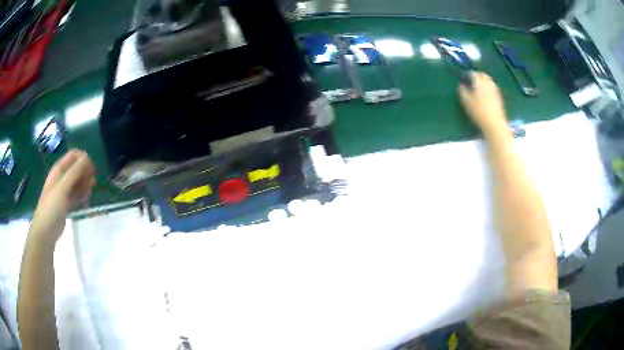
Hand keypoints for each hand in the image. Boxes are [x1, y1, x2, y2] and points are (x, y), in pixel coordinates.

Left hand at [30, 149, 95, 243]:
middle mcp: (61, 177)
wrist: (46, 230)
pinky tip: (86, 199)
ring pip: (77, 182)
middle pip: (76, 168)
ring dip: (85, 184)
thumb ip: (75, 172)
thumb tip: (87, 157)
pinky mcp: (66, 203)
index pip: (73, 155)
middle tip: (92, 183)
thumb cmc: (52, 206)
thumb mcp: (63, 187)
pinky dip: (82, 195)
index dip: (83, 159)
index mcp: (59, 169)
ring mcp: (64, 191)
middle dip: (85, 172)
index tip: (91, 169)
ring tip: (89, 192)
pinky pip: (76, 194)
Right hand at [458, 72, 507, 136]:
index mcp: (479, 83)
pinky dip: (489, 87)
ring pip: (490, 81)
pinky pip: (493, 88)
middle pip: (483, 75)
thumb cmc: (479, 112)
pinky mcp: (499, 98)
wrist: (495, 124)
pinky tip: (487, 93)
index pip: (474, 73)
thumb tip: (461, 85)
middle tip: (473, 79)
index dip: (469, 73)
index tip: (465, 76)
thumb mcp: (467, 102)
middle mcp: (488, 84)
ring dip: (485, 80)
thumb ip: (463, 92)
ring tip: (480, 85)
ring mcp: (495, 91)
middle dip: (478, 75)